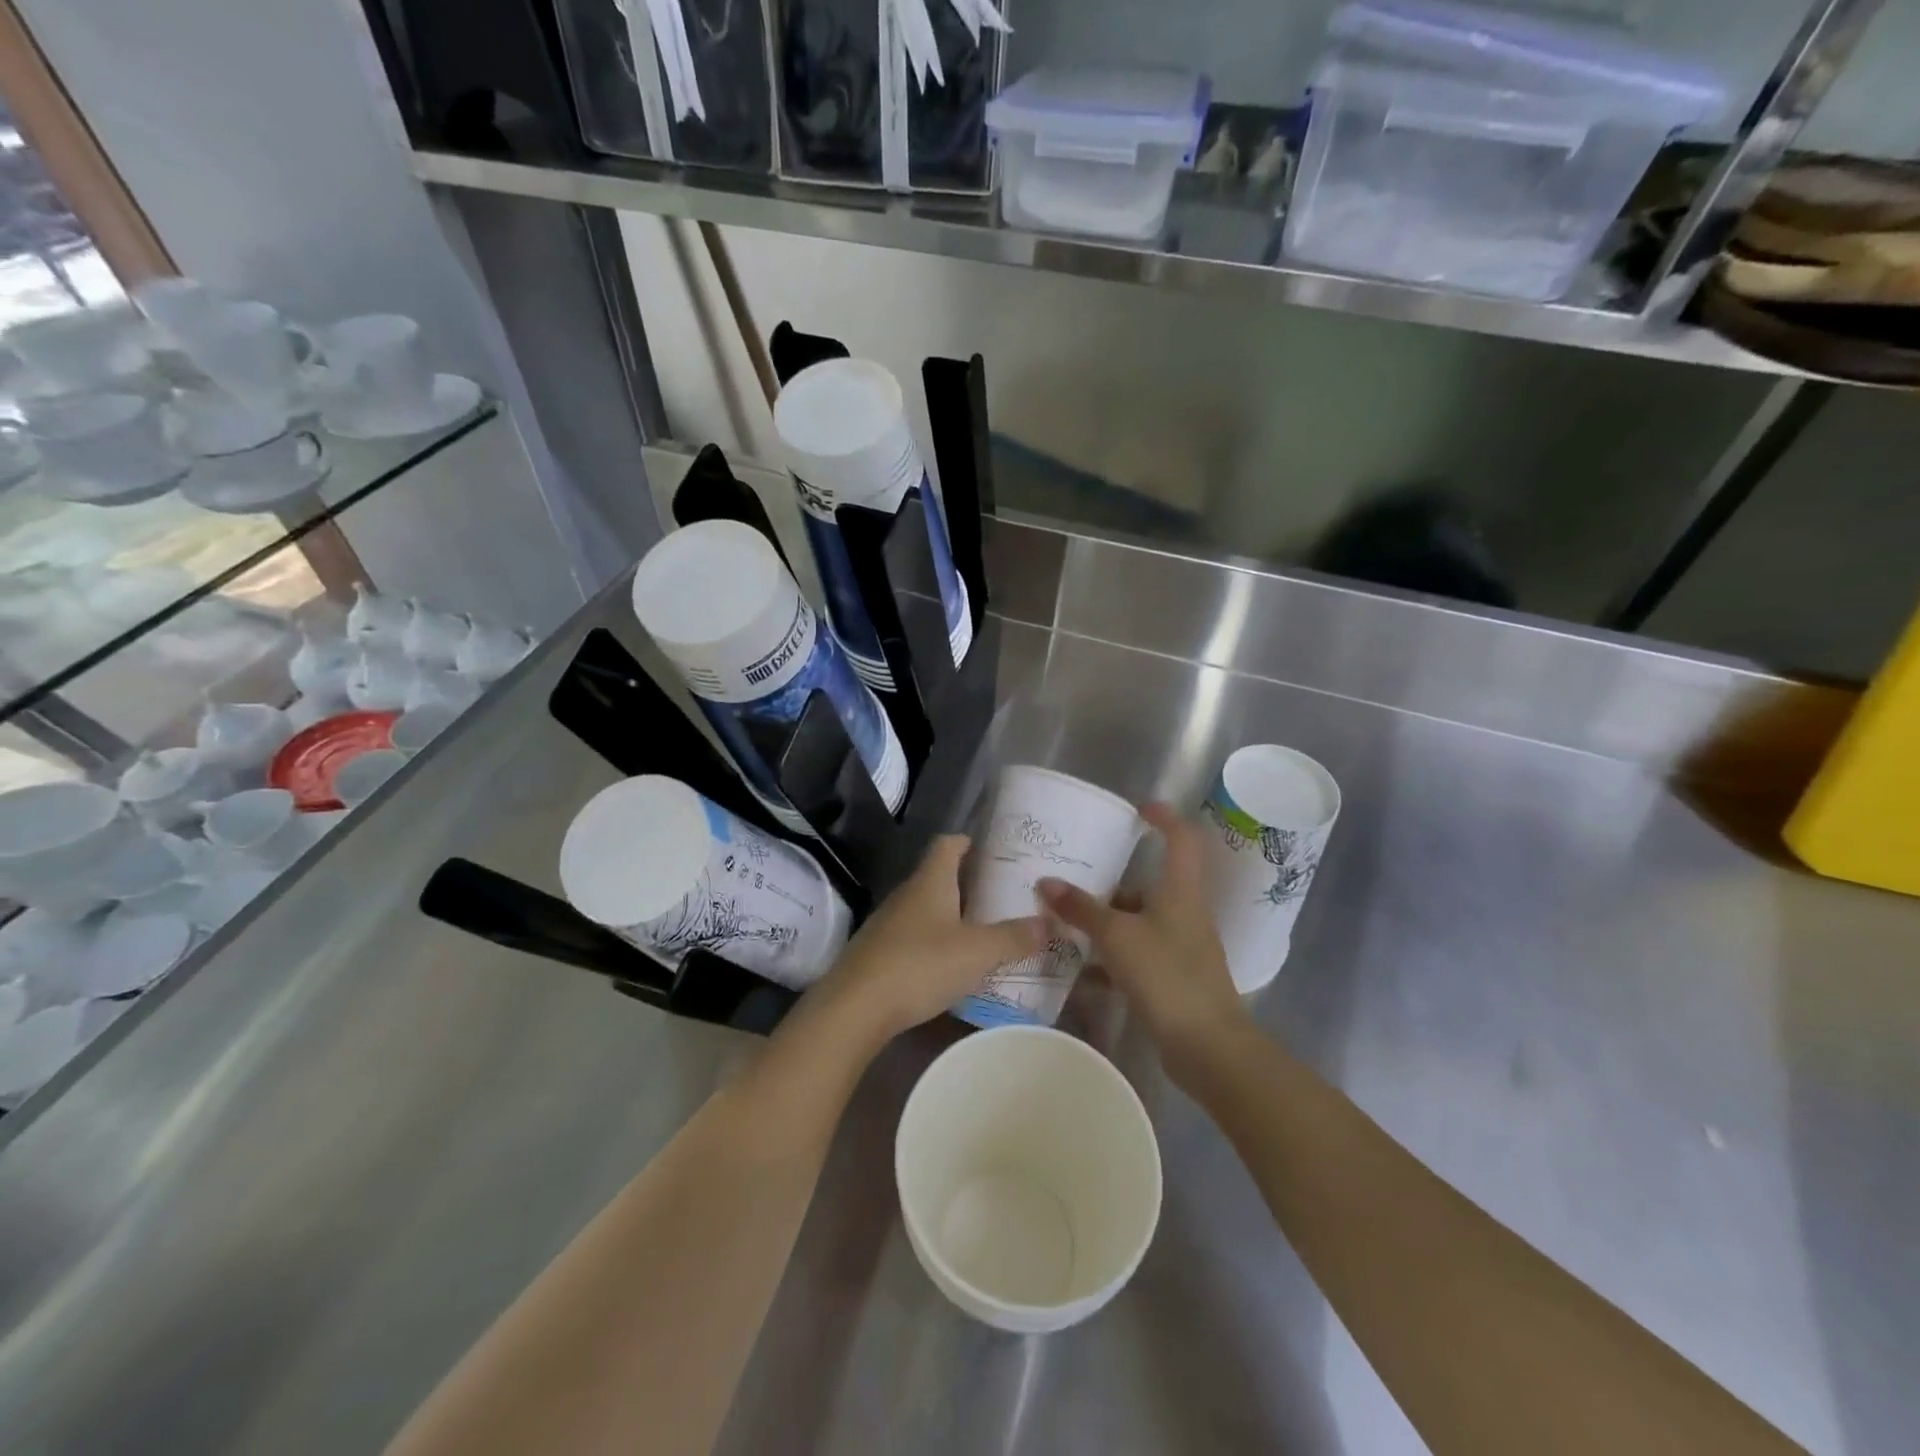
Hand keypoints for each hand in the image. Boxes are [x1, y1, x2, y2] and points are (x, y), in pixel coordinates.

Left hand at [810, 834, 1045, 1049]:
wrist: (854, 1008)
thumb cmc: (920, 965)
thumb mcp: (977, 952)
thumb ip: (1014, 937)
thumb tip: (1050, 923)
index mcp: (930, 881)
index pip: (949, 844)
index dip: (971, 842)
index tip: (996, 851)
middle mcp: (907, 894)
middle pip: (939, 876)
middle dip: (970, 883)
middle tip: (1004, 896)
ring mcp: (888, 924)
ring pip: (927, 908)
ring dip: (954, 915)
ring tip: (986, 931)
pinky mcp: (878, 953)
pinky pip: (914, 937)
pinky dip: (937, 943)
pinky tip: (953, 965)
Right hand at [1038, 802, 1248, 1085]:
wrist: (1208, 1046)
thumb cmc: (1167, 975)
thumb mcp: (1117, 936)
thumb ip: (1082, 909)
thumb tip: (1047, 882)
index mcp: (1180, 891)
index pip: (1181, 839)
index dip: (1164, 818)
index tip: (1138, 808)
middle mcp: (1183, 912)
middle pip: (1148, 885)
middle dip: (1112, 882)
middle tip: (1073, 878)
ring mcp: (1179, 947)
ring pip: (1138, 922)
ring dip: (1105, 921)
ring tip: (1065, 922)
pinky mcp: (1171, 977)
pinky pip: (1135, 955)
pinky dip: (1110, 956)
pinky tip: (1080, 968)